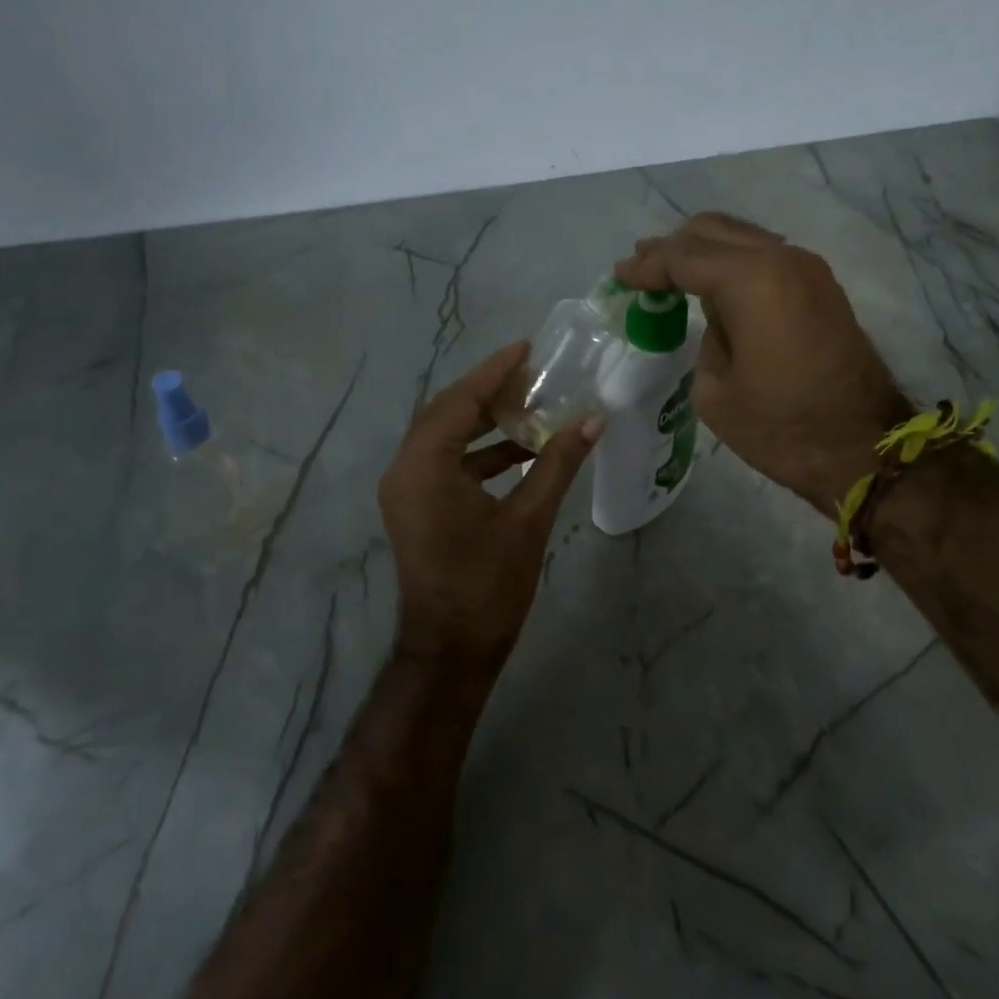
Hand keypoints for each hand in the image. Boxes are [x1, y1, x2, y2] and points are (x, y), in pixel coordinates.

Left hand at [378, 341, 601, 678]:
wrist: (451, 651)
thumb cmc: (489, 586)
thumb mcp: (529, 520)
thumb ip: (558, 463)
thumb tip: (593, 419)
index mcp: (425, 467)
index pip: (460, 401)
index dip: (495, 372)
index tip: (527, 348)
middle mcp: (404, 469)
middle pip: (447, 412)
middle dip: (490, 392)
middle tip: (533, 375)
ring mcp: (404, 489)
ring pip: (444, 436)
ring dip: (485, 422)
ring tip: (532, 407)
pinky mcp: (413, 505)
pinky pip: (444, 461)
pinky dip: (478, 452)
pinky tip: (519, 451)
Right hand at [614, 213, 906, 512]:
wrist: (863, 449)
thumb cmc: (781, 428)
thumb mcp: (716, 391)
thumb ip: (707, 338)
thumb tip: (719, 318)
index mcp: (751, 281)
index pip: (684, 258)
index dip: (647, 266)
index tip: (620, 275)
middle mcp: (782, 260)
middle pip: (714, 231)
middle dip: (673, 247)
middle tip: (641, 264)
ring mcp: (809, 270)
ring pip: (744, 238)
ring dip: (705, 251)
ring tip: (672, 270)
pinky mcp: (822, 288)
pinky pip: (767, 258)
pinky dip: (734, 263)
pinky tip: (715, 285)